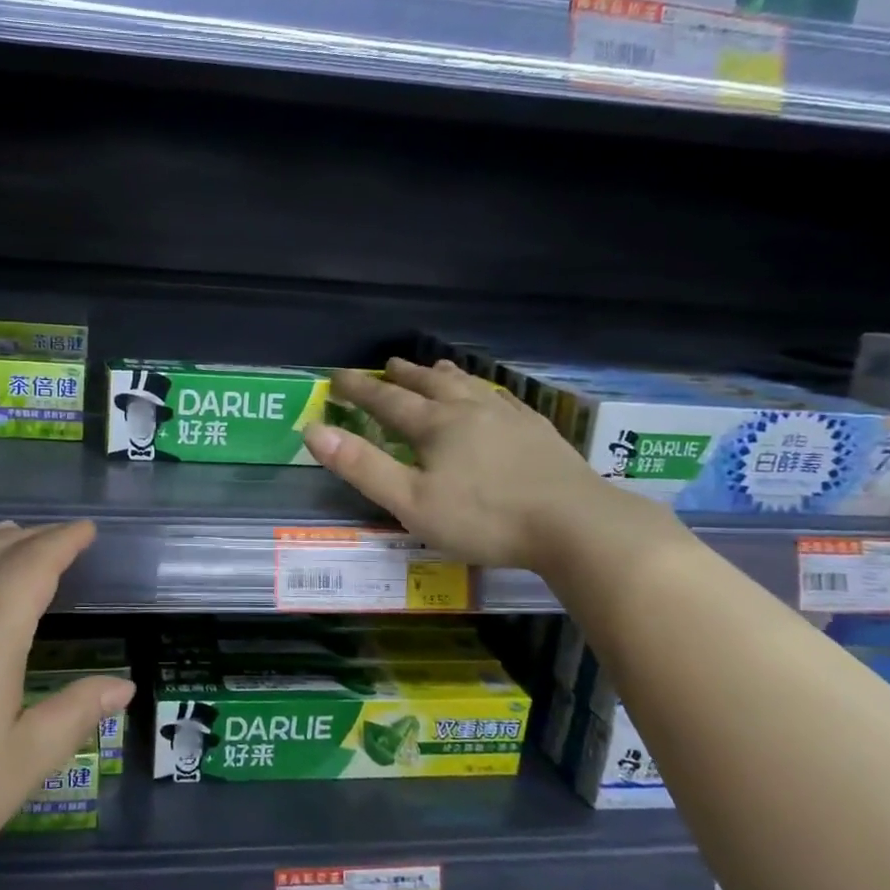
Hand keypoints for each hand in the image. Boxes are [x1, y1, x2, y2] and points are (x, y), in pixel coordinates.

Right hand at [306, 358, 632, 569]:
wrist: (575, 524)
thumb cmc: (484, 518)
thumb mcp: (411, 501)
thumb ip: (362, 466)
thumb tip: (313, 431)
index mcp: (436, 426)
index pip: (387, 401)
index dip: (359, 389)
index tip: (337, 377)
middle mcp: (470, 410)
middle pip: (430, 385)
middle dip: (404, 376)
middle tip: (387, 365)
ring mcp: (509, 417)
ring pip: (469, 386)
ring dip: (444, 375)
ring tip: (434, 366)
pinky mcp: (539, 432)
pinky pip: (504, 399)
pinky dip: (486, 391)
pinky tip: (492, 396)